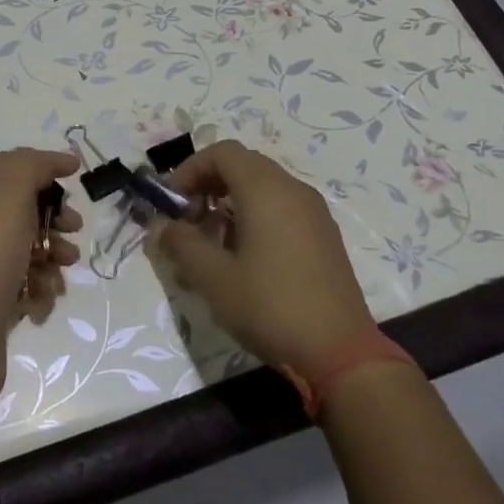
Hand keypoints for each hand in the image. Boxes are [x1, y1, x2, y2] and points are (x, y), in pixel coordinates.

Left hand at [0, 148, 83, 419]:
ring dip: (51, 252)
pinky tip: (46, 297)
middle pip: (16, 206)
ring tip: (67, 265)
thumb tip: (51, 161)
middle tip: (74, 226)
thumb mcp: (6, 198)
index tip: (77, 172)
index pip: (4, 165)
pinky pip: (19, 280)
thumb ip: (29, 168)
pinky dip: (38, 284)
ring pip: (22, 245)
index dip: (41, 163)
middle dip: (51, 213)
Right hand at [150, 140, 374, 372]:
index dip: (191, 169)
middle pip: (243, 165)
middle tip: (189, 219)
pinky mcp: (324, 236)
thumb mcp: (213, 277)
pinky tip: (245, 256)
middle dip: (209, 184)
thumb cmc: (269, 306)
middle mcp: (293, 190)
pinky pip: (283, 207)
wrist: (339, 352)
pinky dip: (256, 215)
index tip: (174, 202)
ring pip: (264, 187)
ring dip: (231, 201)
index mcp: (266, 190)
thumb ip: (182, 243)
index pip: (222, 152)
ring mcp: (314, 213)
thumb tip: (163, 227)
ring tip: (213, 241)